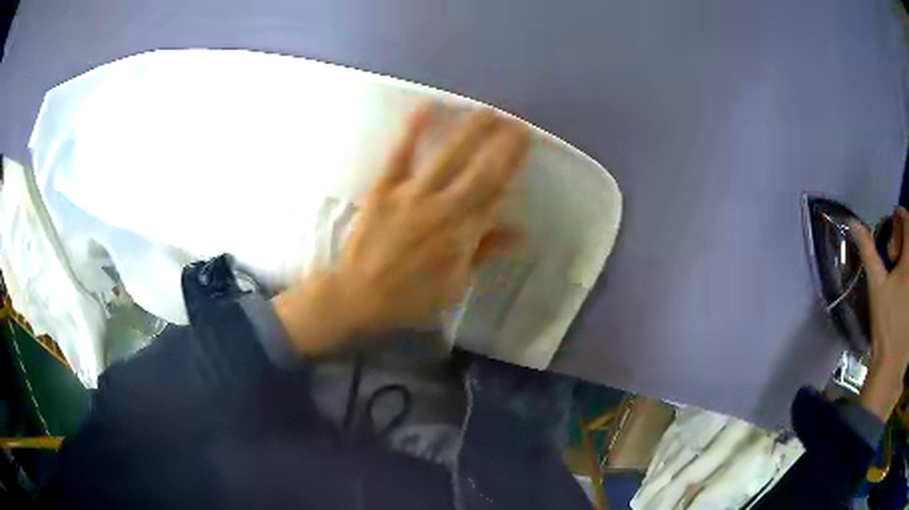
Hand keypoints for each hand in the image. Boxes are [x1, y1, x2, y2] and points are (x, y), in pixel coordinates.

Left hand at [274, 106, 529, 355]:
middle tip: (517, 123)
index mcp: (463, 233)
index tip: (525, 146)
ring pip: (449, 157)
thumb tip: (518, 232)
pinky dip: (412, 131)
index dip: (513, 167)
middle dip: (502, 145)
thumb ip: (484, 252)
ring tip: (487, 112)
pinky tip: (426, 108)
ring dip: (470, 132)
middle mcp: (444, 208)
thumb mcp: (454, 283)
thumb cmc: (410, 296)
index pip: (496, 193)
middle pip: (481, 171)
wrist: (360, 295)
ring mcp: (413, 195)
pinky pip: (400, 155)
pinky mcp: (384, 189)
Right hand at [850, 207, 908, 419]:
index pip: (907, 220)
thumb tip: (852, 222)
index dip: (899, 218)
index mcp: (908, 260)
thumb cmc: (885, 324)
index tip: (891, 233)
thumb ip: (868, 250)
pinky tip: (905, 290)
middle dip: (905, 236)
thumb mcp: (876, 286)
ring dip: (908, 255)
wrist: (891, 364)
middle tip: (896, 256)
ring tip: (901, 273)